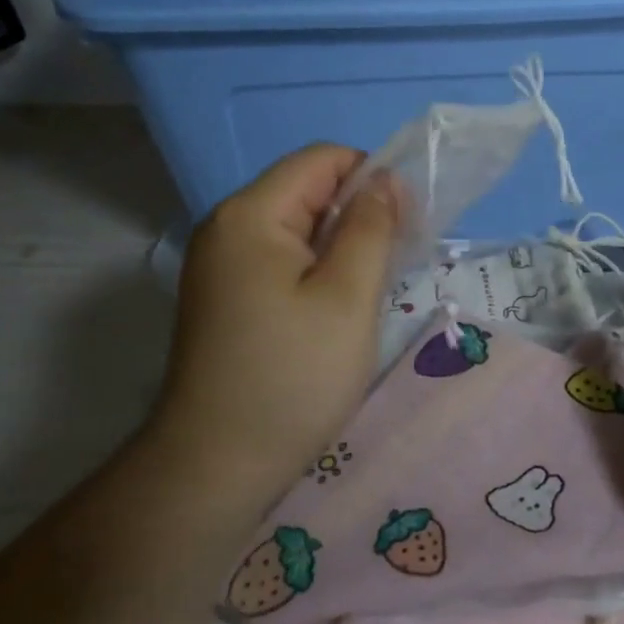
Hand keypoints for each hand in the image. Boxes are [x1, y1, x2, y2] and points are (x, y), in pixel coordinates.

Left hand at [147, 144, 397, 517]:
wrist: (217, 465)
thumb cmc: (292, 376)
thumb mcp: (348, 297)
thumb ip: (371, 227)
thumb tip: (384, 180)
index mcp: (251, 215)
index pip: (321, 159)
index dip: (371, 177)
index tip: (406, 225)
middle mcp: (227, 227)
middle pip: (307, 190)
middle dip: (358, 213)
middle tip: (395, 263)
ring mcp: (221, 264)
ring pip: (298, 227)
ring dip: (342, 245)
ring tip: (371, 290)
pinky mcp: (225, 295)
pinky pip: (282, 259)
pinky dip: (317, 270)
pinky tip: (337, 308)